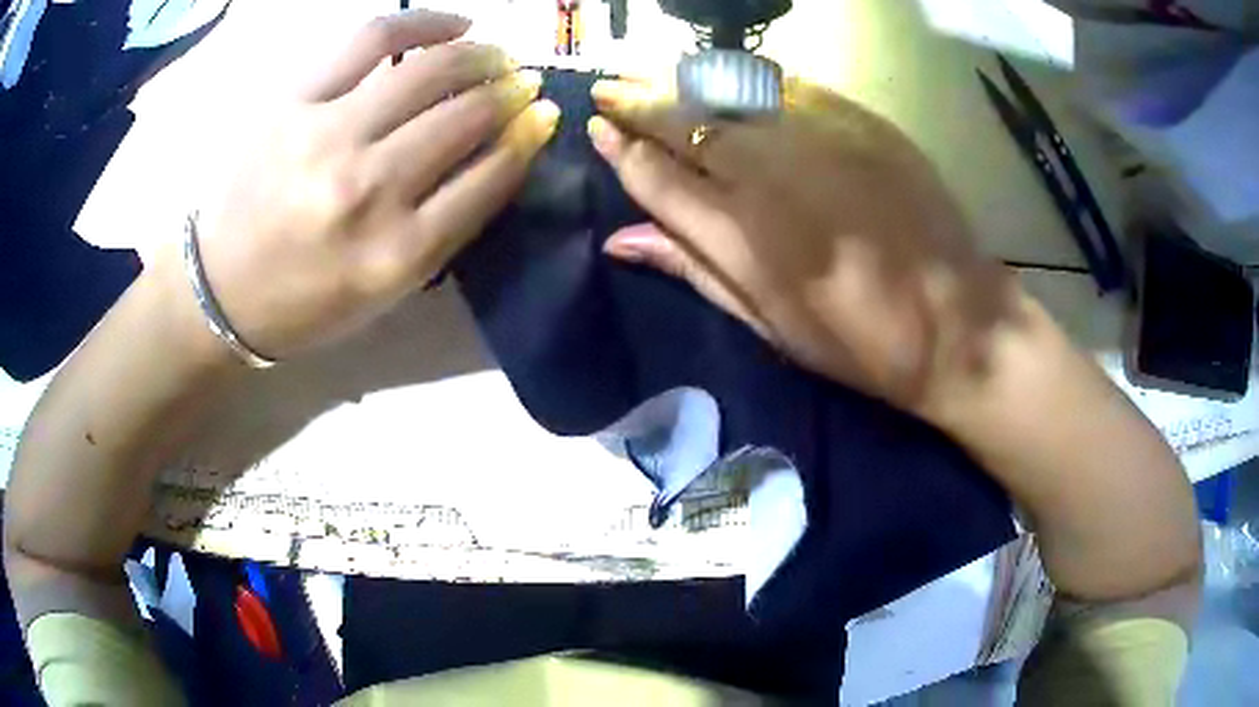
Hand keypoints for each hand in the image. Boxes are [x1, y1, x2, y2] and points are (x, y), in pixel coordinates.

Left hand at [193, 10, 558, 359]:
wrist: (218, 290)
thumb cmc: (304, 302)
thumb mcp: (385, 291)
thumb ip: (446, 227)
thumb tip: (500, 152)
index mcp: (397, 254)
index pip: (490, 177)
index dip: (527, 139)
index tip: (541, 118)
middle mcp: (368, 190)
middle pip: (468, 117)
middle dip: (510, 94)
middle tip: (521, 85)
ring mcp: (328, 136)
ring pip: (431, 72)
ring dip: (482, 57)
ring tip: (495, 56)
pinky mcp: (295, 100)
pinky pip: (373, 39)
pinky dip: (424, 21)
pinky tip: (455, 24)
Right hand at [590, 79, 1016, 412]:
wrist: (957, 323)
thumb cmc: (859, 344)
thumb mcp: (769, 326)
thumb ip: (693, 269)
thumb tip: (619, 240)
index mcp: (740, 235)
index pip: (656, 176)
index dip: (620, 150)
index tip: (597, 130)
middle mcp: (768, 174)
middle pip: (683, 121)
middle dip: (636, 102)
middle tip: (608, 90)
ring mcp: (816, 138)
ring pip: (727, 93)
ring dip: (682, 83)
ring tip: (654, 78)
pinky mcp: (859, 121)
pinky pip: (786, 87)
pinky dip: (748, 83)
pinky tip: (730, 83)